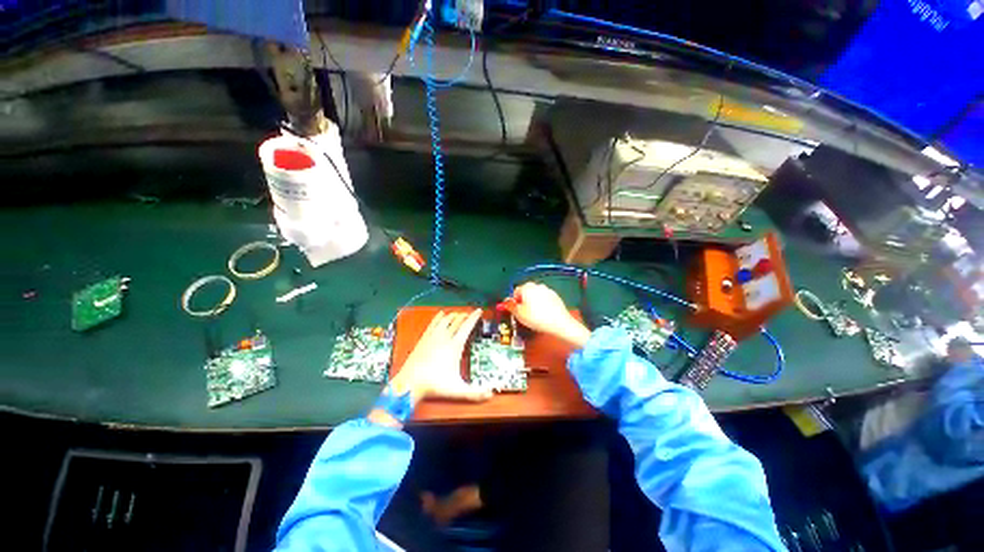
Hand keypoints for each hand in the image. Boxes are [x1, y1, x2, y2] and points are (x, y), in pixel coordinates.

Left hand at [389, 309, 492, 405]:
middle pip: (457, 320)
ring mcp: (433, 336)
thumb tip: (490, 395)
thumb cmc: (434, 385)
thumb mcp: (457, 390)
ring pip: (446, 319)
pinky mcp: (424, 338)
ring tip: (459, 314)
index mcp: (454, 346)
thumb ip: (475, 393)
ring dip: (454, 315)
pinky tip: (441, 314)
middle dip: (465, 315)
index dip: (474, 317)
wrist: (410, 383)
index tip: (479, 311)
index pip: (467, 326)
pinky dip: (439, 317)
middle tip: (470, 314)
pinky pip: (433, 322)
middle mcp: (444, 337)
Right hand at [508, 283, 590, 347]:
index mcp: (526, 288)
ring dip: (534, 301)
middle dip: (524, 300)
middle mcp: (537, 285)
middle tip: (524, 312)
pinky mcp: (555, 296)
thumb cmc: (536, 318)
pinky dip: (543, 303)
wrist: (559, 323)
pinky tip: (544, 313)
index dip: (515, 301)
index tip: (516, 310)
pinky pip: (545, 298)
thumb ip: (511, 307)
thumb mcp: (519, 314)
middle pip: (526, 291)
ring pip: (536, 294)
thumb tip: (507, 303)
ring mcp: (547, 290)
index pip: (516, 291)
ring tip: (535, 314)